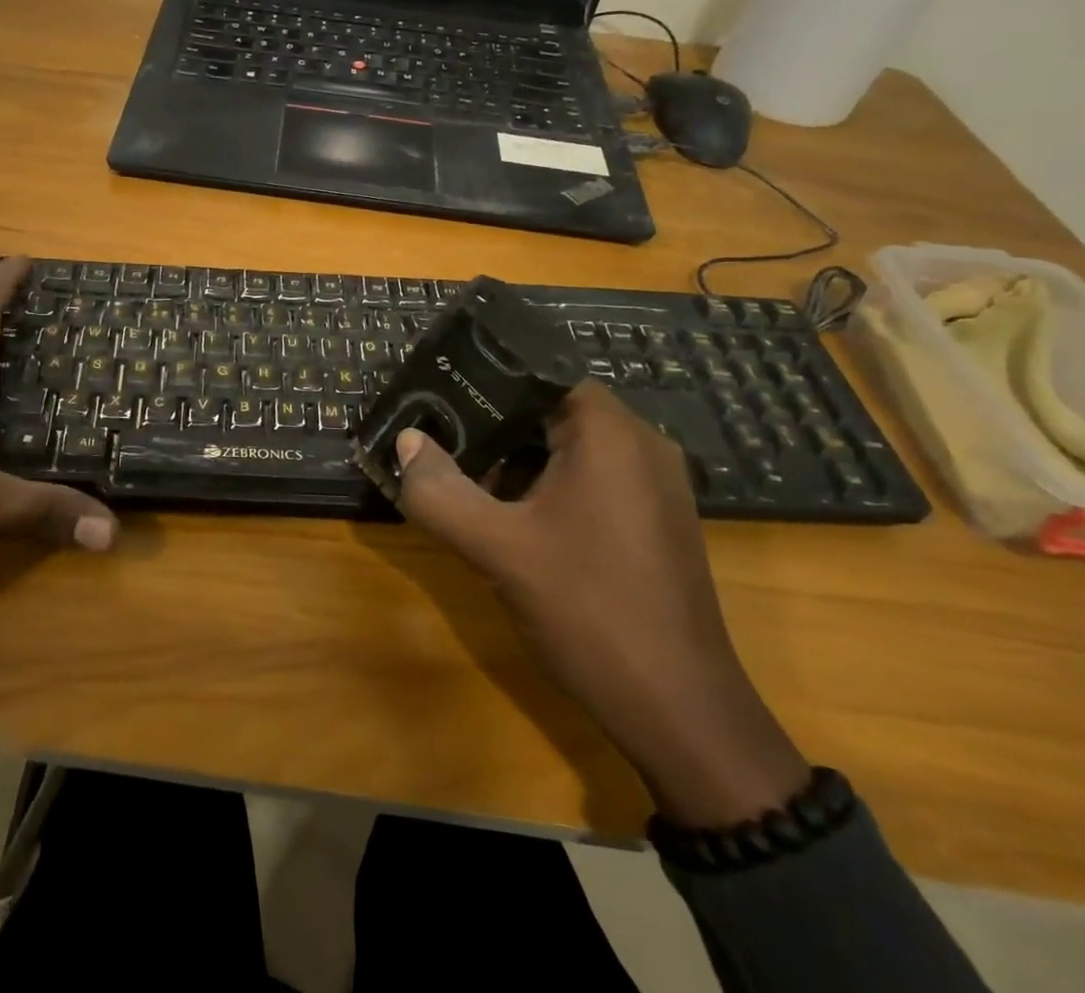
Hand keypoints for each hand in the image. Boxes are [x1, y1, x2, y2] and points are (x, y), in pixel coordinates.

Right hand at [393, 383, 806, 827]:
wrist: (679, 711)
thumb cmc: (588, 610)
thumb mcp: (498, 548)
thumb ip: (440, 491)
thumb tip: (406, 441)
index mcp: (610, 431)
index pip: (537, 373)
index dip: (483, 380)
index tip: (436, 395)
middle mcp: (641, 443)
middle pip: (551, 408)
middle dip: (492, 423)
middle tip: (438, 436)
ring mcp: (654, 483)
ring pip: (569, 446)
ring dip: (517, 457)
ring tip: (463, 473)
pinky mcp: (654, 518)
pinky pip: (592, 477)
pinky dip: (547, 483)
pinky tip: (511, 515)